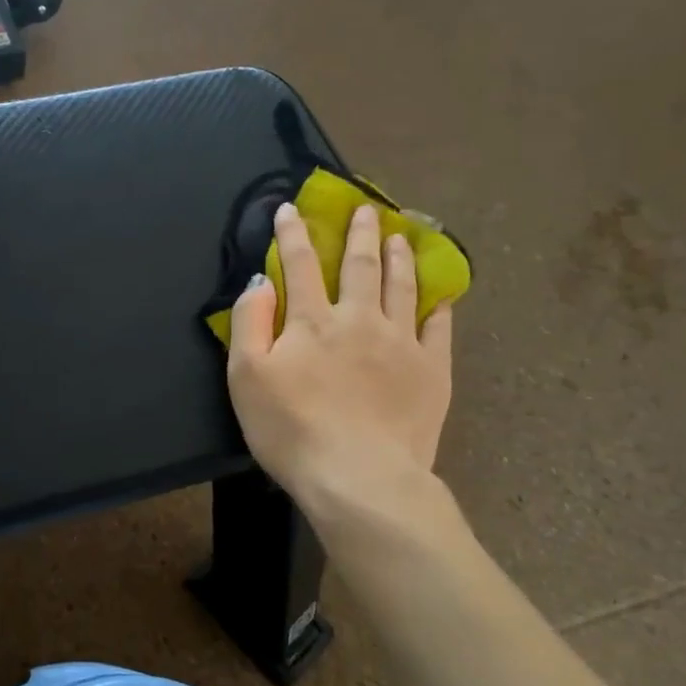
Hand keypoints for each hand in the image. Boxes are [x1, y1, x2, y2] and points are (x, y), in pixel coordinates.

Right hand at [227, 202, 454, 539]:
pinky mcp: (432, 370)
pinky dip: (438, 304)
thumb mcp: (246, 377)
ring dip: (399, 257)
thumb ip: (250, 322)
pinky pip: (438, 326)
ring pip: (402, 286)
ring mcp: (401, 342)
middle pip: (360, 265)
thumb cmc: (291, 429)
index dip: (294, 233)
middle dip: (359, 233)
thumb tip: (260, 282)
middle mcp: (359, 319)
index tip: (291, 208)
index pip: (301, 264)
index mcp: (312, 320)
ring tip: (401, 235)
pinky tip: (439, 292)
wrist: (360, 477)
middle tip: (364, 209)